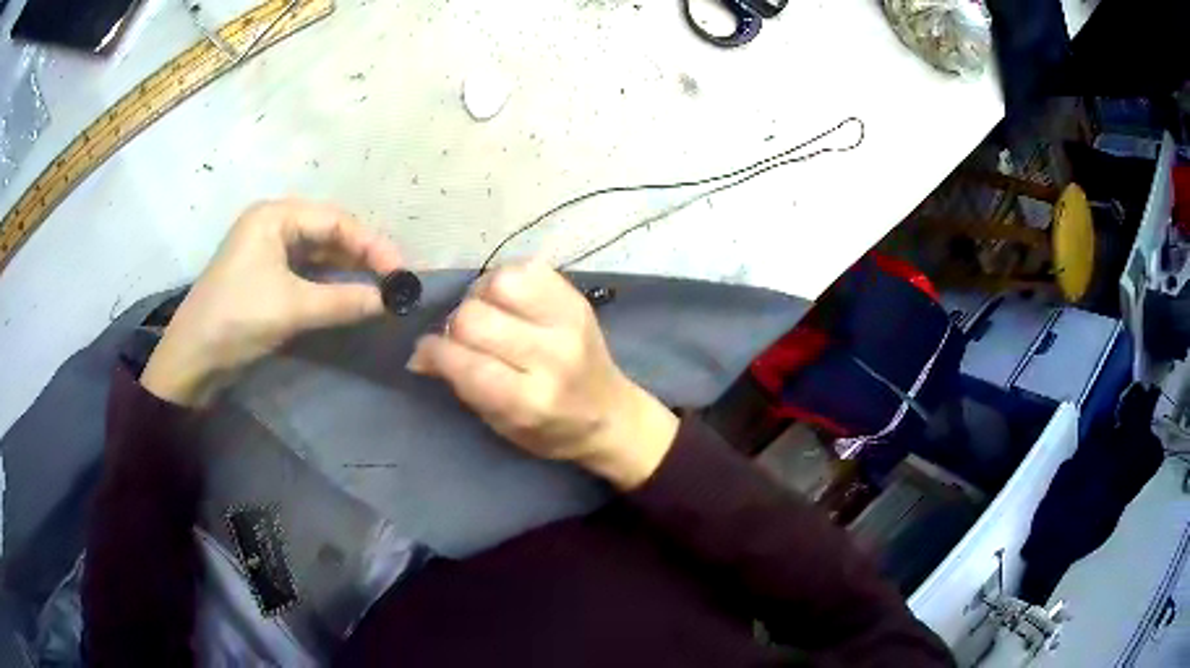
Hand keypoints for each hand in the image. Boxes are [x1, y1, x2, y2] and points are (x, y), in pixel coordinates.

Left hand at [141, 199, 402, 406]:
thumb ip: (344, 300)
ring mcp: (268, 252)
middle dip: (362, 256)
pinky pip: (307, 274)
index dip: (372, 244)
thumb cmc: (235, 320)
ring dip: (348, 272)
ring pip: (320, 255)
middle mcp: (273, 226)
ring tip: (380, 290)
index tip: (401, 273)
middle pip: (329, 234)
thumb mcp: (292, 308)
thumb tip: (391, 301)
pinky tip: (351, 297)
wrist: (191, 361)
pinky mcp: (266, 278)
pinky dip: (330, 285)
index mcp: (274, 216)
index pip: (336, 221)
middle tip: (394, 282)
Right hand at [406, 262, 678, 490]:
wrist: (612, 413)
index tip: (426, 354)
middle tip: (460, 339)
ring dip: (480, 297)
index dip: (433, 353)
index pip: (464, 363)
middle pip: (474, 318)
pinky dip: (506, 280)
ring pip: (498, 282)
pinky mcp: (576, 298)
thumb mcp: (501, 424)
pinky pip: (525, 267)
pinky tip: (509, 301)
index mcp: (530, 401)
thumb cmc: (551, 430)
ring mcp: (568, 321)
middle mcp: (552, 357)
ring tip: (488, 315)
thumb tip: (419, 355)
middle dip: (454, 328)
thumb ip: (460, 386)